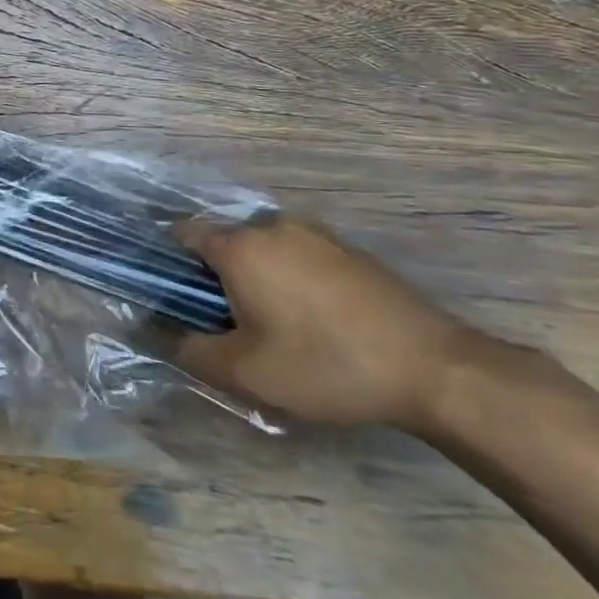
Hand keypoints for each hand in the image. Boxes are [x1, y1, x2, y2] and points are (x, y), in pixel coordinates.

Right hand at [174, 213, 478, 431]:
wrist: (433, 368)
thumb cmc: (325, 365)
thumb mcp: (247, 373)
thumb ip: (192, 351)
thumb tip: (165, 334)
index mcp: (240, 246)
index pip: (184, 232)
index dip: (170, 260)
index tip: (175, 295)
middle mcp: (272, 225)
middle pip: (225, 240)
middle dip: (216, 274)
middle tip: (225, 321)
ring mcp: (315, 232)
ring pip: (263, 247)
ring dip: (255, 275)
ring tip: (271, 323)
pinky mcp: (348, 249)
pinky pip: (298, 253)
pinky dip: (290, 276)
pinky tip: (312, 319)